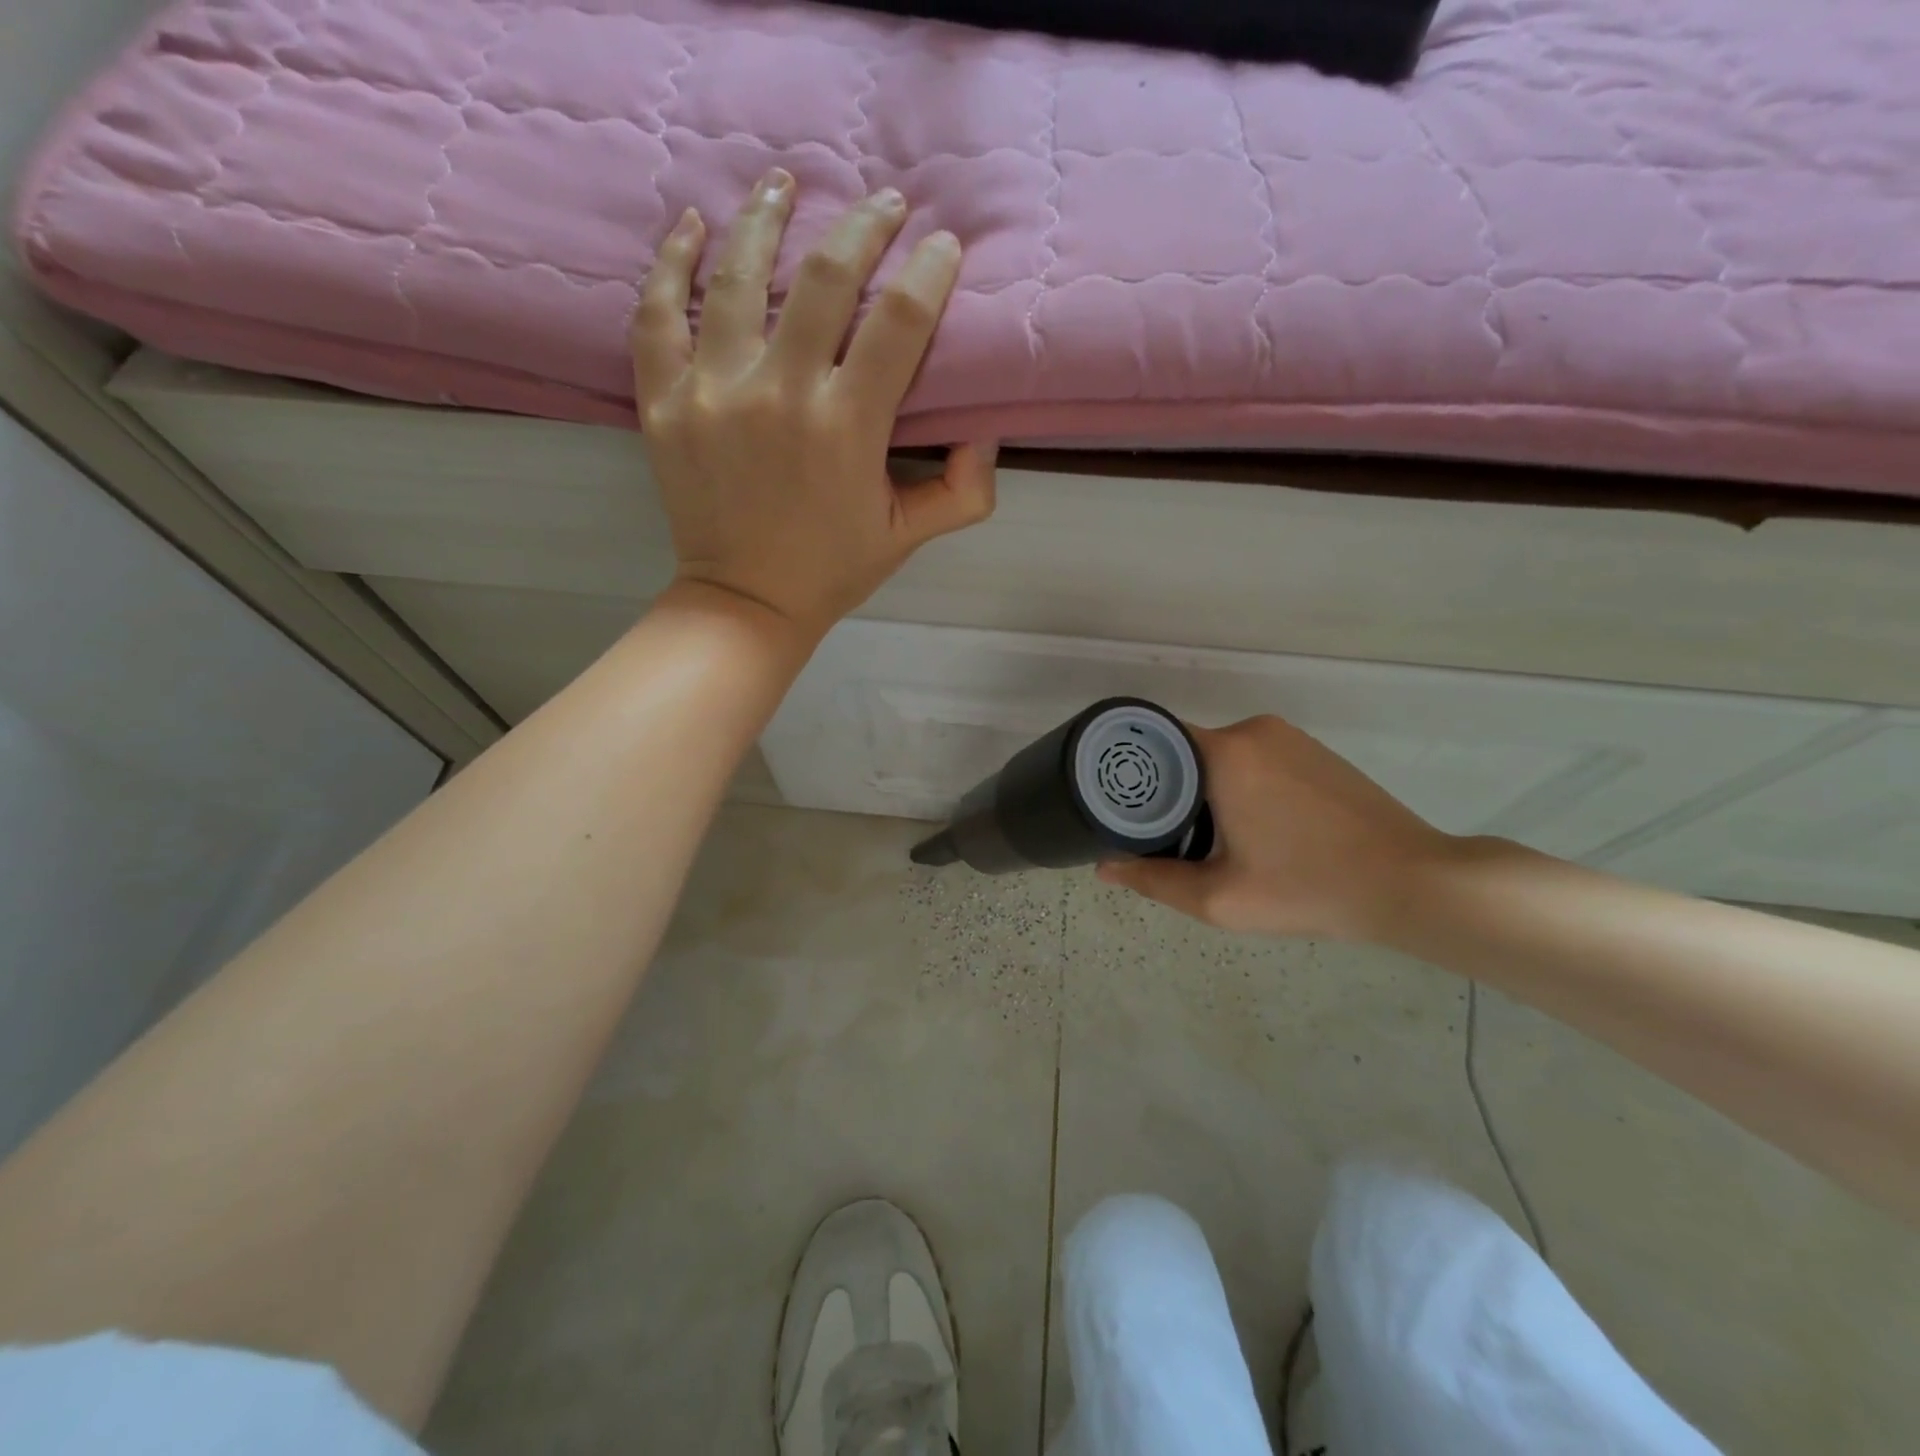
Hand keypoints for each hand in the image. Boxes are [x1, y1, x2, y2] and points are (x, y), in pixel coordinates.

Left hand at [631, 168, 997, 642]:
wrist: (746, 602)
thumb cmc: (833, 568)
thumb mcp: (910, 536)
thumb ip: (963, 489)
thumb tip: (986, 430)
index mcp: (847, 426)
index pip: (900, 320)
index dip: (928, 270)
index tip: (943, 246)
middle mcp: (780, 393)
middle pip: (824, 277)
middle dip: (864, 227)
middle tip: (884, 204)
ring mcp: (712, 391)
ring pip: (736, 274)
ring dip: (766, 217)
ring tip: (786, 184)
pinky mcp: (663, 401)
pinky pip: (658, 312)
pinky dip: (671, 261)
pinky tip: (692, 225)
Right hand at [1097, 716, 1459, 941]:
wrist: (1411, 882)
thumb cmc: (1308, 887)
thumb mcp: (1220, 898)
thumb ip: (1154, 881)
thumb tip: (1105, 868)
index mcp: (1225, 753)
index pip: (1153, 740)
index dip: (1129, 770)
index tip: (1117, 804)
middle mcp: (1253, 730)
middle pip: (1184, 749)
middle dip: (1166, 787)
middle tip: (1158, 835)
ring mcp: (1288, 736)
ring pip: (1219, 755)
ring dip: (1203, 787)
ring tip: (1201, 837)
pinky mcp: (1312, 750)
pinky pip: (1253, 757)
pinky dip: (1236, 783)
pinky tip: (1249, 826)